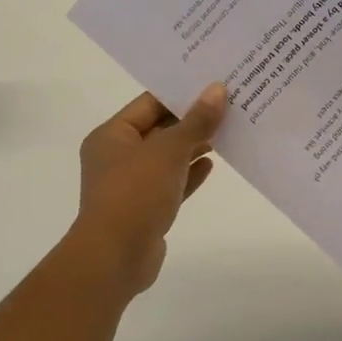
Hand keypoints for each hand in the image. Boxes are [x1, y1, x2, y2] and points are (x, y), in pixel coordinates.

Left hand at [72, 85, 225, 293]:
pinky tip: (212, 164)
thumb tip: (217, 89)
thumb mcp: (169, 151)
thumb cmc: (135, 193)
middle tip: (229, 104)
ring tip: (229, 131)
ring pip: (167, 157)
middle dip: (192, 119)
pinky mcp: (146, 208)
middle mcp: (118, 155)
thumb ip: (196, 121)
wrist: (116, 257)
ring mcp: (131, 184)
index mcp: (112, 135)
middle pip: (160, 129)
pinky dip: (189, 173)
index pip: (149, 103)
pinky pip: (171, 182)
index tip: (214, 83)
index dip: (181, 92)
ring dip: (194, 146)